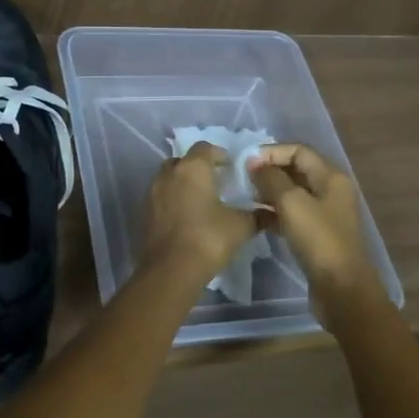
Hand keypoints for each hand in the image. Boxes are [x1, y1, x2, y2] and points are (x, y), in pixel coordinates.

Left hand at [141, 143, 262, 281]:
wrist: (171, 269)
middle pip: (183, 161)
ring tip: (201, 199)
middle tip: (215, 181)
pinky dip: (173, 200)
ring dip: (183, 183)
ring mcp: (153, 192)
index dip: (219, 154)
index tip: (231, 167)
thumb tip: (272, 213)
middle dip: (198, 167)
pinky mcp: (146, 212)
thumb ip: (257, 216)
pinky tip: (187, 216)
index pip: (205, 148)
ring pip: (169, 178)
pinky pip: (162, 197)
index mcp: (192, 168)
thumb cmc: (208, 238)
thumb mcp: (240, 226)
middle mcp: (169, 174)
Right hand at [248, 144, 386, 332]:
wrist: (341, 289)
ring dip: (270, 191)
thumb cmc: (318, 240)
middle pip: (296, 170)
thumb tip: (254, 163)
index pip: (299, 150)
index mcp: (331, 177)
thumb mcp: (291, 203)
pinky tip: (257, 217)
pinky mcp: (317, 234)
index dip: (272, 152)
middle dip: (269, 170)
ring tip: (246, 196)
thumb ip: (271, 178)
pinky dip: (275, 212)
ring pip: (293, 193)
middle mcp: (331, 190)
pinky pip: (293, 214)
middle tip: (242, 178)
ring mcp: (325, 213)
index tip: (246, 162)